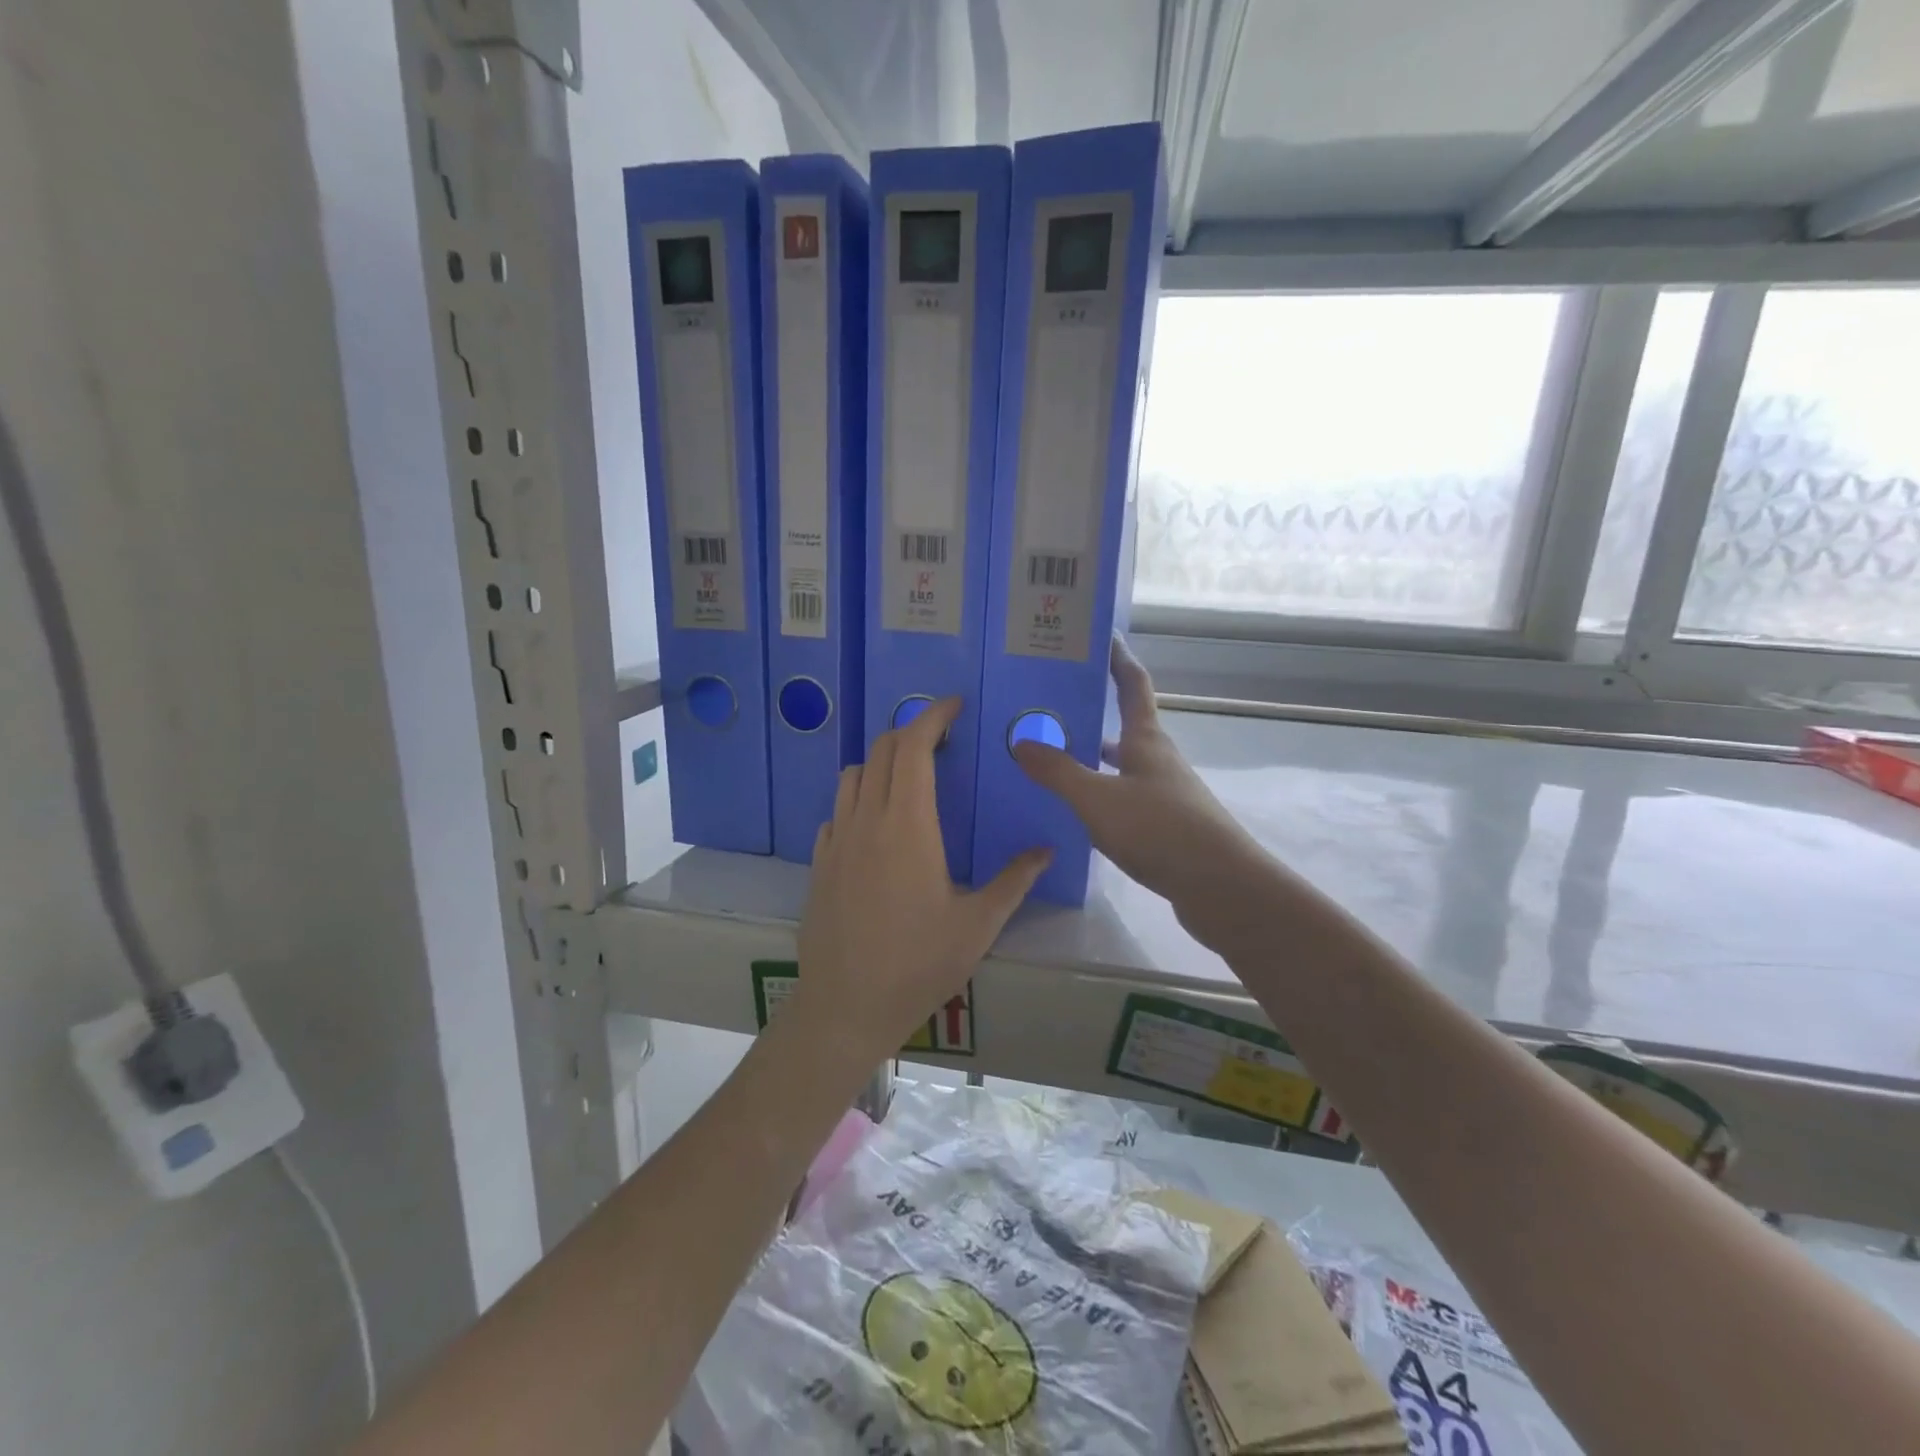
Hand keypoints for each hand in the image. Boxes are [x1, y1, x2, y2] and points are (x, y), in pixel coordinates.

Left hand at [793, 697, 1050, 1061]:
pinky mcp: (819, 862)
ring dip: (882, 761)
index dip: (933, 716)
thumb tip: (1046, 850)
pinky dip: (859, 797)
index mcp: (908, 825)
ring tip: (909, 776)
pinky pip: (837, 810)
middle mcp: (868, 820)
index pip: (914, 747)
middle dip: (911, 732)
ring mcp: (837, 840)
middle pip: (883, 751)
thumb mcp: (978, 925)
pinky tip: (876, 824)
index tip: (954, 706)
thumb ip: (1014, 881)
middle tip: (941, 739)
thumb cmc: (918, 964)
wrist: (845, 1006)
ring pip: (853, 776)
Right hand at [1013, 637, 1266, 927]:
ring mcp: (1166, 794)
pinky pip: (1125, 798)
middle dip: (1093, 712)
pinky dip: (1101, 794)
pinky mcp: (1167, 826)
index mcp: (1146, 740)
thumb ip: (1058, 771)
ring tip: (1053, 757)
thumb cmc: (1160, 829)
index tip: (1102, 636)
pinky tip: (1078, 811)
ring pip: (1123, 765)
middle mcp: (1158, 760)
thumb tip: (1021, 741)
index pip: (1133, 685)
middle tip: (1050, 706)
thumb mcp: (1097, 799)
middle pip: (1125, 725)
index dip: (1118, 658)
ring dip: (1093, 757)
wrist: (1220, 887)